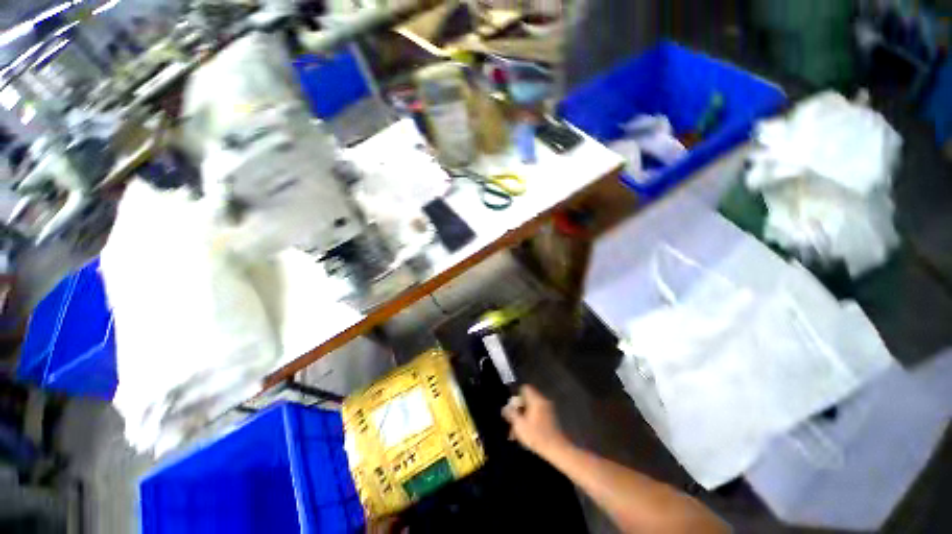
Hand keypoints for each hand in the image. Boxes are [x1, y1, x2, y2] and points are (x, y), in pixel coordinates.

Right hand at [502, 385, 569, 458]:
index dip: (516, 396)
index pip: (524, 388)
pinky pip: (538, 414)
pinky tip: (526, 432)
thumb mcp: (519, 425)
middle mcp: (543, 401)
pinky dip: (531, 420)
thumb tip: (505, 408)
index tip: (511, 407)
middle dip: (519, 408)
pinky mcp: (551, 419)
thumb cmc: (537, 436)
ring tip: (517, 429)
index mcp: (536, 399)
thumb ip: (511, 413)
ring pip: (532, 408)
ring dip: (524, 416)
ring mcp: (549, 409)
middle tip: (513, 420)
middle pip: (528, 399)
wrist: (557, 449)